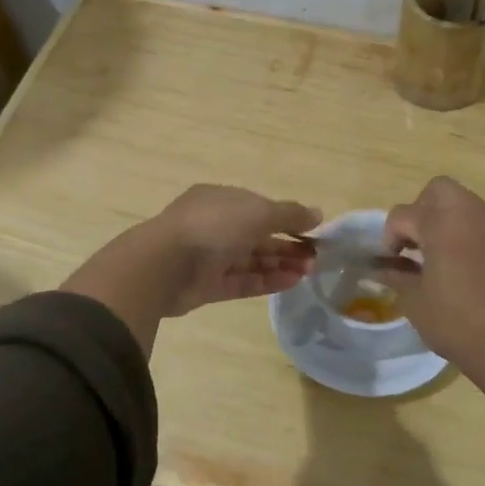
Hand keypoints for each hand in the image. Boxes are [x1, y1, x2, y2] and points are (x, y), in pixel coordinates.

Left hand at [61, 186, 319, 353]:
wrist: (166, 264)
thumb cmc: (214, 226)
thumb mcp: (258, 211)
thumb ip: (289, 215)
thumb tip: (318, 215)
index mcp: (220, 199)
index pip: (258, 207)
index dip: (286, 219)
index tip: (312, 232)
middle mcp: (214, 226)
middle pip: (257, 236)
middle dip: (286, 245)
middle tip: (316, 256)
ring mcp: (209, 257)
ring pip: (251, 260)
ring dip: (280, 264)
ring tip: (309, 270)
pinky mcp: (208, 286)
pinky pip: (243, 282)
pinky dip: (267, 281)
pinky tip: (292, 282)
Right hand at [376, 176, 484, 422]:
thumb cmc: (455, 322)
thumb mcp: (414, 301)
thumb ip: (395, 276)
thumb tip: (380, 268)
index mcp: (440, 225)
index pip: (402, 214)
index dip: (389, 238)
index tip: (390, 262)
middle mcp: (469, 216)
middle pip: (438, 190)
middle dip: (420, 210)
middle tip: (415, 243)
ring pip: (463, 203)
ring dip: (444, 220)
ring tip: (436, 254)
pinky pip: (481, 224)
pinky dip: (465, 234)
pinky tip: (461, 266)